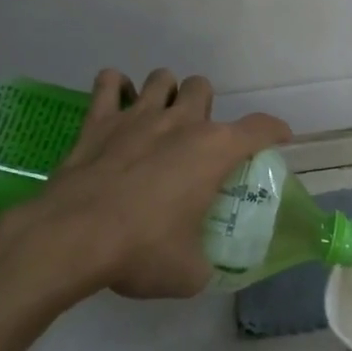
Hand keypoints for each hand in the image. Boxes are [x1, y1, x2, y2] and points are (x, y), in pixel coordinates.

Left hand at [4, 67, 289, 298]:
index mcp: (214, 150)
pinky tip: (117, 106)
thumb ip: (205, 262)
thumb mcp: (190, 273)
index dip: (275, 130)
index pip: (260, 127)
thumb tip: (202, 266)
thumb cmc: (142, 250)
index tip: (279, 138)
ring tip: (160, 120)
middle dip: (205, 108)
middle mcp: (181, 122)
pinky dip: (115, 89)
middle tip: (196, 141)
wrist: (73, 238)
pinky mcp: (98, 121)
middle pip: (203, 87)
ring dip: (166, 93)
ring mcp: (137, 116)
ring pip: (161, 78)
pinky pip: (108, 83)